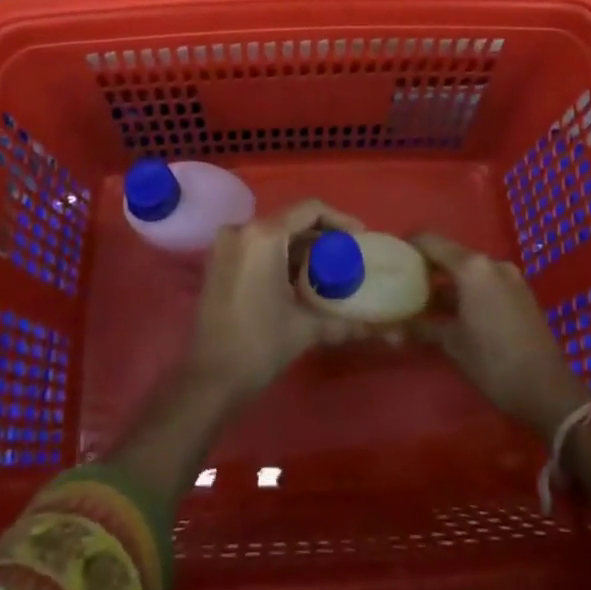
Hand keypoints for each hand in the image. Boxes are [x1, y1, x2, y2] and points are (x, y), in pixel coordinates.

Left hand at [185, 200, 364, 405]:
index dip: (339, 219)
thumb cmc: (258, 346)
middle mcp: (242, 229)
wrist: (209, 380)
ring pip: (274, 233)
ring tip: (328, 268)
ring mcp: (226, 244)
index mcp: (263, 235)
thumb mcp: (305, 328)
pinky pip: (257, 246)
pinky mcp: (218, 261)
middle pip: (291, 219)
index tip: (361, 237)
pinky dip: (279, 255)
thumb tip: (382, 331)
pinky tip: (298, 277)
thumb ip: (344, 321)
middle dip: (321, 235)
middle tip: (348, 255)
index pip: (310, 210)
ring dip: (301, 247)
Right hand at [412, 231, 589, 439]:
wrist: (549, 391)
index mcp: (472, 267)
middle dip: (429, 267)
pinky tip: (456, 313)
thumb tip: (393, 327)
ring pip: (470, 270)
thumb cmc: (494, 363)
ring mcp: (510, 277)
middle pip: (451, 254)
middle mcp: (491, 263)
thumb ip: (423, 327)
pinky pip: (487, 282)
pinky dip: (469, 291)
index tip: (393, 257)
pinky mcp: (521, 294)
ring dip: (449, 282)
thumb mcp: (453, 345)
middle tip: (406, 282)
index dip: (410, 245)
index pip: (431, 241)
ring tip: (427, 302)